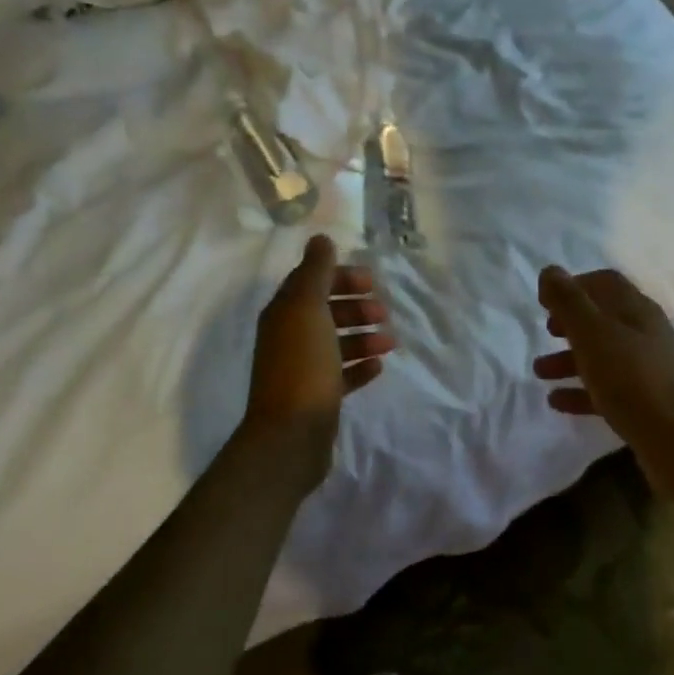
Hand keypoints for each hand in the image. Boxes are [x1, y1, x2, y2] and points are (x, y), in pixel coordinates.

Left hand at [240, 235, 393, 484]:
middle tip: (383, 313)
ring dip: (363, 337)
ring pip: (337, 343)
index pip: (312, 282)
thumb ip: (315, 273)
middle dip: (356, 308)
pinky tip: (378, 367)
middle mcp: (289, 337)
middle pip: (326, 312)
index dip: (341, 277)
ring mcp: (303, 369)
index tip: (372, 283)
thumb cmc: (302, 366)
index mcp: (284, 313)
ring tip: (388, 343)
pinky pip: (342, 374)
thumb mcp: (307, 310)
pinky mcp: (317, 397)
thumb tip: (320, 239)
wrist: (290, 435)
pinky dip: (360, 367)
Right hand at [532, 266, 673, 491]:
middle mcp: (645, 335)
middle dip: (571, 324)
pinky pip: (607, 390)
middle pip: (603, 320)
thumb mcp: (593, 334)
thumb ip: (569, 302)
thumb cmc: (633, 379)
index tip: (546, 300)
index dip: (575, 286)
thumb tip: (550, 271)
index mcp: (636, 310)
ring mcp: (648, 370)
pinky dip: (581, 392)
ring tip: (540, 373)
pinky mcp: (645, 403)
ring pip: (603, 356)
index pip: (605, 283)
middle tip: (546, 332)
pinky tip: (558, 402)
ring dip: (570, 360)